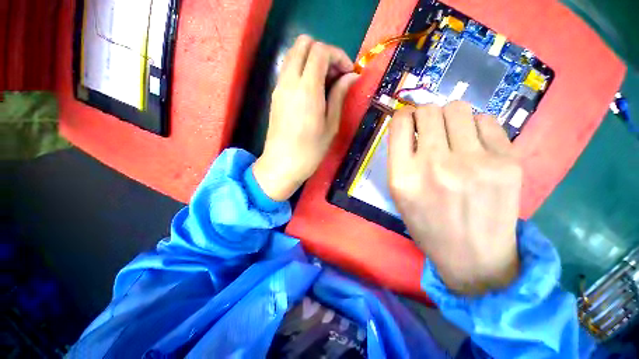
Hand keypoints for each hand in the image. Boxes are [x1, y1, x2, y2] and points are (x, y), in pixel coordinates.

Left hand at [253, 35, 358, 200]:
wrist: (282, 164)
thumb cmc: (310, 150)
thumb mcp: (331, 125)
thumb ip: (339, 96)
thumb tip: (350, 77)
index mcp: (307, 89)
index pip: (320, 51)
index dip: (338, 55)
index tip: (348, 73)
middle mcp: (289, 81)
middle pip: (304, 43)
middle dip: (324, 52)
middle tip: (336, 74)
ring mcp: (279, 87)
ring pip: (294, 54)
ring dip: (312, 60)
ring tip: (326, 83)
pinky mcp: (275, 95)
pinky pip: (288, 70)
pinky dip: (302, 70)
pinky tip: (313, 90)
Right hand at [388, 102, 521, 295]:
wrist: (474, 257)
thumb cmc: (428, 226)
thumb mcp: (399, 195)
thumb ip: (400, 159)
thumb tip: (409, 127)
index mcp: (403, 177)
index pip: (399, 123)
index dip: (403, 115)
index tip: (408, 120)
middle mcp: (435, 165)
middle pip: (429, 110)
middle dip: (425, 114)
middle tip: (430, 128)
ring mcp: (475, 162)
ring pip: (458, 108)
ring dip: (450, 117)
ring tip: (453, 134)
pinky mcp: (508, 162)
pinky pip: (486, 121)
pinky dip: (476, 127)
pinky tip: (475, 146)